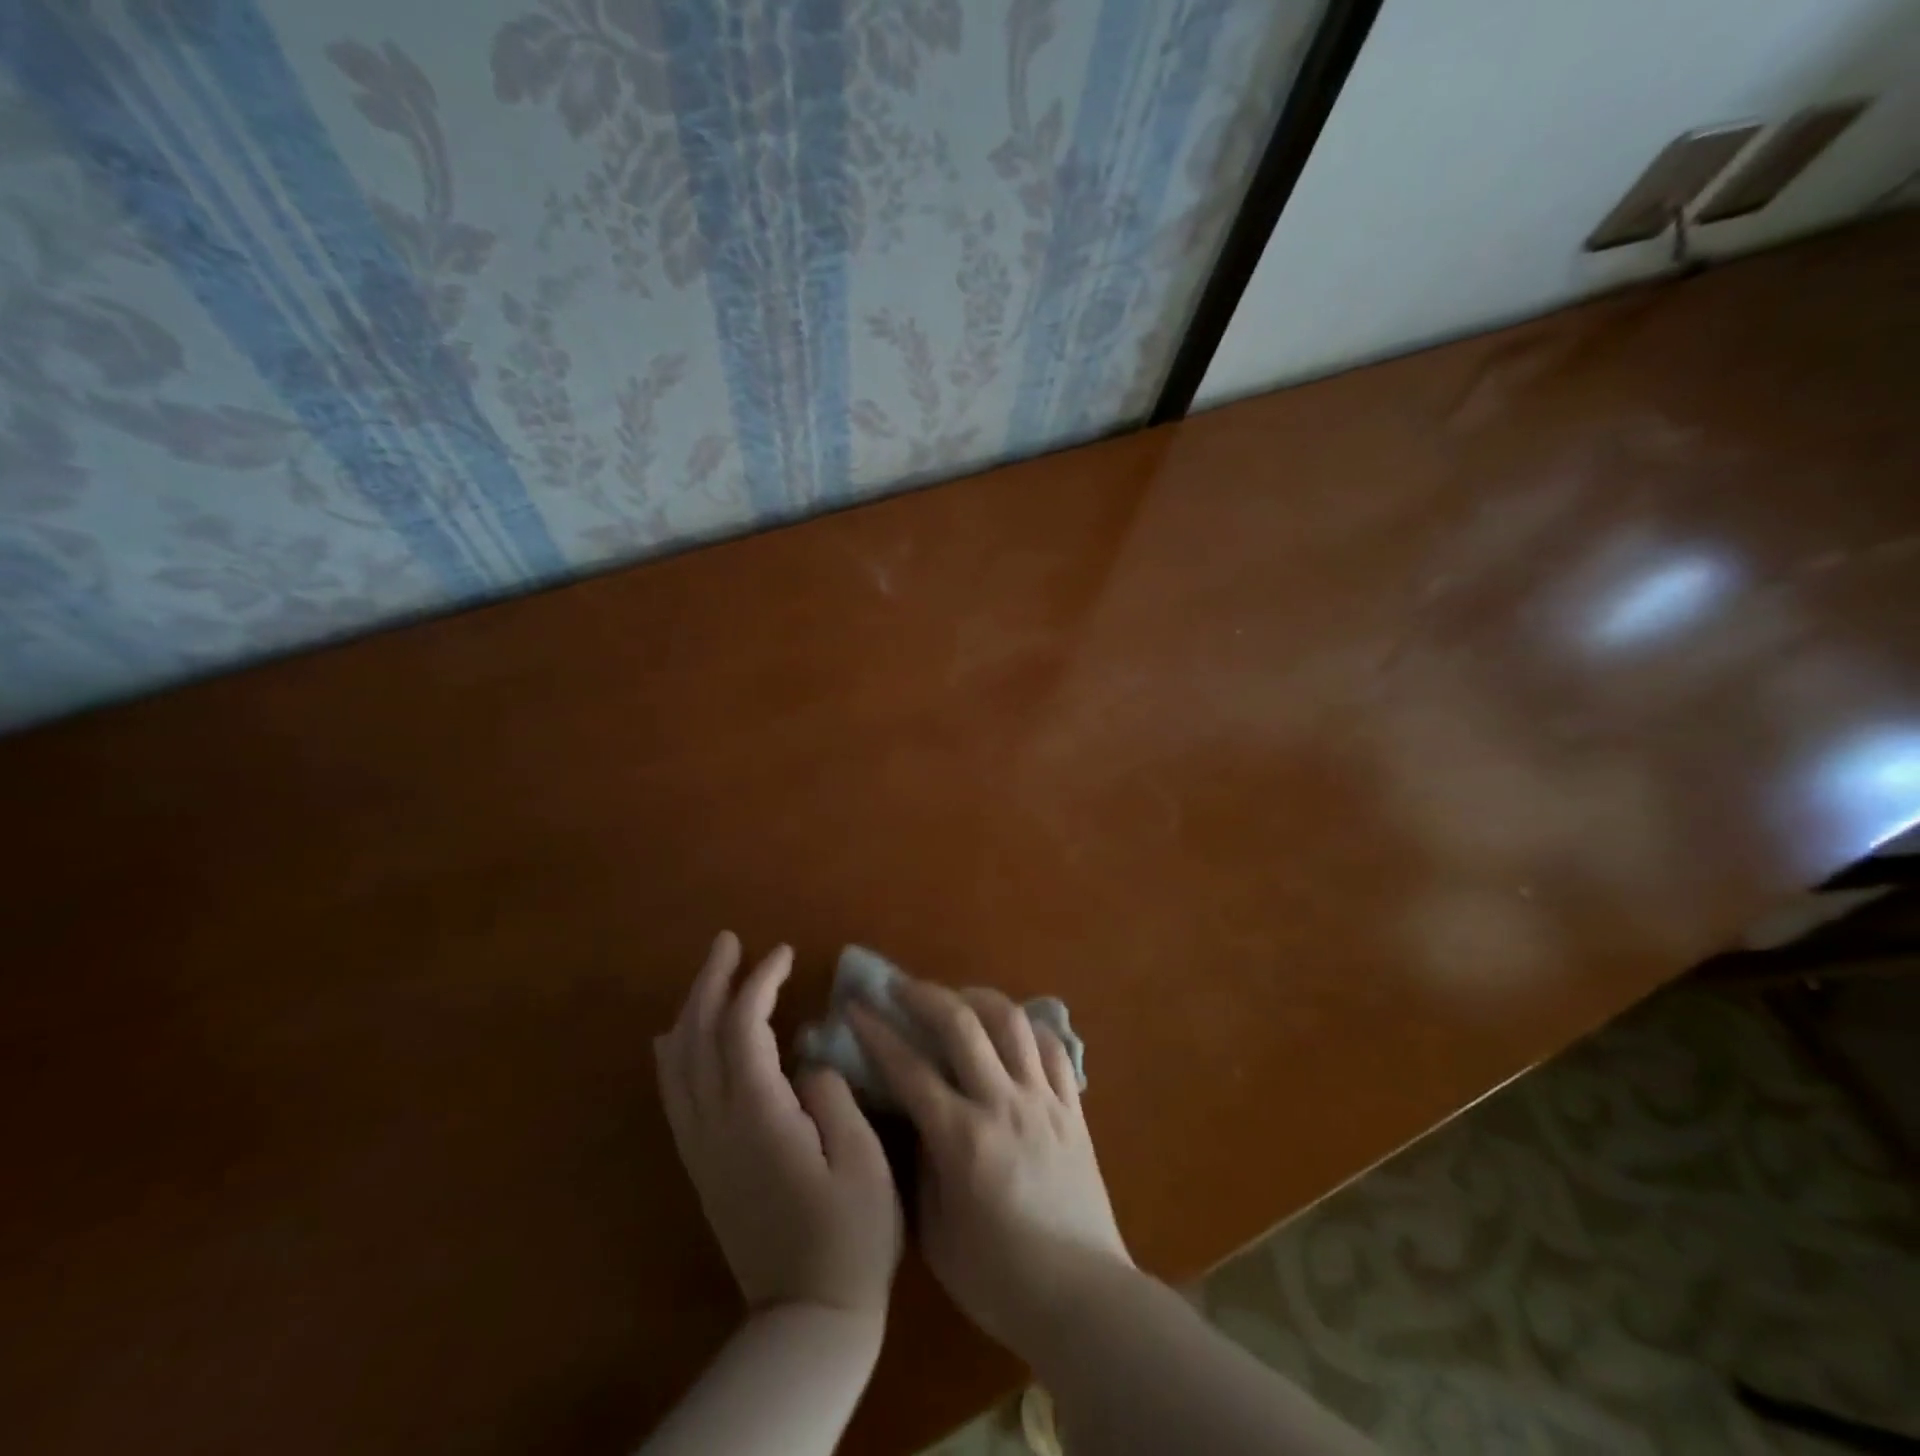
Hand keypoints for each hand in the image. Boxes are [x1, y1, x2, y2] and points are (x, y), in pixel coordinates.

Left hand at [656, 933, 902, 1326]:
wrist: (808, 1318)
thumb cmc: (851, 1237)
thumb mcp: (863, 1163)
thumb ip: (833, 1099)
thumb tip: (809, 1063)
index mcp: (759, 1118)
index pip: (743, 1029)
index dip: (759, 982)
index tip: (783, 953)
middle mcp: (718, 1126)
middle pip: (699, 1038)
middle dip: (712, 982)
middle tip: (729, 941)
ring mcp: (703, 1148)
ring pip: (679, 1064)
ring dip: (692, 1010)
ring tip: (710, 973)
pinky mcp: (704, 1167)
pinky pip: (676, 1095)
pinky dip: (675, 1054)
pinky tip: (677, 1038)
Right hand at [849, 980, 1130, 1353]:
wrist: (1081, 1297)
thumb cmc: (998, 1278)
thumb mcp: (936, 1234)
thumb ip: (922, 1167)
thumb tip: (916, 1119)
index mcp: (962, 1139)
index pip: (909, 1069)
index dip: (878, 1033)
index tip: (857, 1007)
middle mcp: (1002, 1104)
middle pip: (962, 1025)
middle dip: (925, 996)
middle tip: (901, 987)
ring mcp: (1043, 1100)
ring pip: (1012, 1022)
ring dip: (978, 998)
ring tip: (958, 998)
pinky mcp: (1073, 1107)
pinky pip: (1052, 1048)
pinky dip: (1028, 1029)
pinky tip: (1012, 1031)